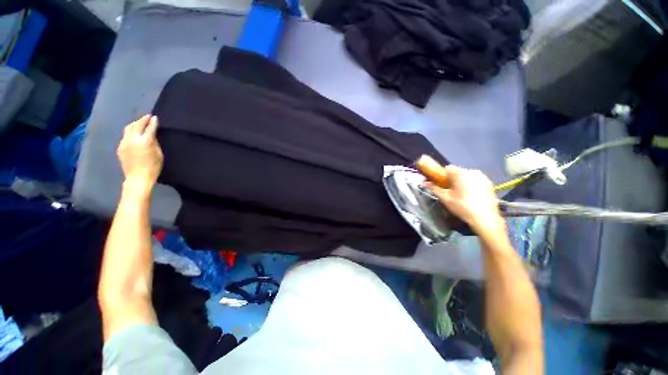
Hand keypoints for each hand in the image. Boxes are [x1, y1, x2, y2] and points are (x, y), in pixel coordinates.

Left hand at [117, 114, 162, 193]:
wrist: (137, 178)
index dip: (153, 122)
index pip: (149, 128)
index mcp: (145, 141)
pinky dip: (131, 132)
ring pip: (128, 129)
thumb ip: (155, 143)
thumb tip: (152, 136)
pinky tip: (134, 134)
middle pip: (137, 125)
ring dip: (135, 124)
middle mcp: (133, 139)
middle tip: (148, 117)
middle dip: (142, 120)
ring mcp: (124, 143)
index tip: (155, 117)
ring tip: (140, 123)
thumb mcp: (159, 154)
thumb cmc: (153, 167)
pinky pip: (125, 136)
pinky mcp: (120, 147)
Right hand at [416, 156, 502, 234]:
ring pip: (467, 176)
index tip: (441, 185)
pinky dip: (471, 186)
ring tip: (461, 195)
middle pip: (457, 172)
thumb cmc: (462, 207)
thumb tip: (425, 183)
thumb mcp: (445, 198)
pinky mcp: (489, 184)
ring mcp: (483, 177)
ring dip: (462, 182)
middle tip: (450, 192)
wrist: (485, 219)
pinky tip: (471, 197)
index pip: (447, 168)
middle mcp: (473, 171)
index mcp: (461, 173)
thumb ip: (434, 188)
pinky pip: (475, 181)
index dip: (441, 176)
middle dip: (452, 180)